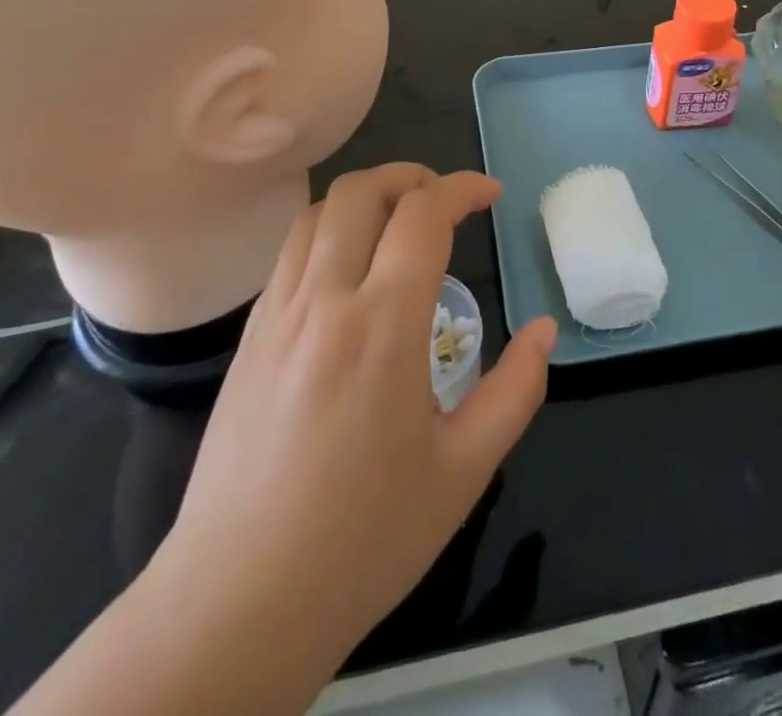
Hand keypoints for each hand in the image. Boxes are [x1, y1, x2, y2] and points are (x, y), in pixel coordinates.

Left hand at [153, 163, 555, 670]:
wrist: (237, 604)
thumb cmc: (364, 539)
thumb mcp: (464, 471)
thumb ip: (515, 390)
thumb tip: (544, 331)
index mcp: (383, 325)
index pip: (424, 214)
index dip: (463, 188)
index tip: (491, 195)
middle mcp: (324, 300)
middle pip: (362, 191)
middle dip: (412, 176)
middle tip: (445, 200)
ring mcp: (277, 315)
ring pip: (318, 213)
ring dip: (367, 197)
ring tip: (399, 221)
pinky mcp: (248, 338)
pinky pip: (291, 253)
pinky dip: (330, 231)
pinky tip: (351, 271)